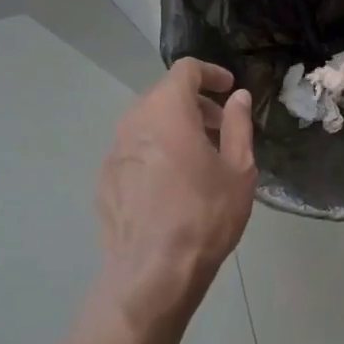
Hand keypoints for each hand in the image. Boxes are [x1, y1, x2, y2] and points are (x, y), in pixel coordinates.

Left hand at [94, 59, 255, 332]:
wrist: (153, 273)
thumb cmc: (205, 215)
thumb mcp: (238, 169)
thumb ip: (238, 125)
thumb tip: (237, 98)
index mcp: (167, 111)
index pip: (185, 70)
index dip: (210, 73)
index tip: (229, 89)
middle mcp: (133, 123)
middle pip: (163, 95)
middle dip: (194, 104)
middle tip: (220, 128)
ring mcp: (113, 153)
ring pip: (146, 124)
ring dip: (173, 128)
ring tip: (199, 158)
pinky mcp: (105, 181)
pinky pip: (134, 152)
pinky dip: (155, 152)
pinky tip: (172, 185)